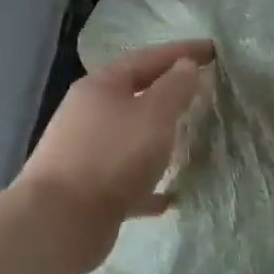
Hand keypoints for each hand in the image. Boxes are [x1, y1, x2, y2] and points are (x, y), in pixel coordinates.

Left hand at [15, 39, 213, 220]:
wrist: (60, 223)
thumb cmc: (113, 155)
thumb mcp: (155, 114)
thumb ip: (175, 87)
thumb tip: (185, 66)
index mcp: (101, 87)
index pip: (148, 57)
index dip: (182, 51)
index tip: (214, 50)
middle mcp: (88, 114)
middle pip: (135, 94)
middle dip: (168, 92)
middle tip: (201, 91)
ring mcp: (85, 153)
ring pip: (130, 136)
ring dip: (158, 136)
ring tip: (188, 139)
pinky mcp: (88, 189)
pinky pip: (127, 178)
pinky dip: (149, 182)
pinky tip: (170, 195)